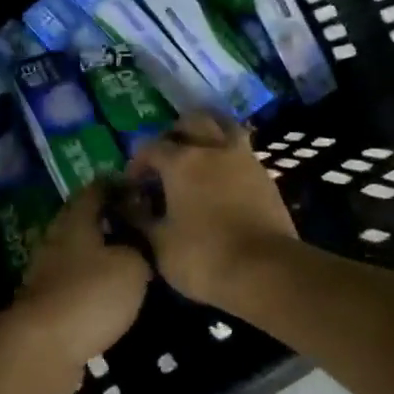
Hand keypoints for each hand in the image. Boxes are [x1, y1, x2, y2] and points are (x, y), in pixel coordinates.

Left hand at [5, 184, 150, 393]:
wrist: (44, 347)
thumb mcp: (132, 266)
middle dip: (108, 219)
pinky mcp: (46, 302)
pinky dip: (91, 281)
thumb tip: (138, 242)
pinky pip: (73, 281)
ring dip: (100, 252)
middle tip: (139, 225)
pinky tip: (110, 291)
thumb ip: (139, 248)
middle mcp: (56, 239)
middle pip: (82, 219)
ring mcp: (46, 272)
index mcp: (75, 221)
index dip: (117, 185)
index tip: (140, 188)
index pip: (95, 189)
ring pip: (77, 251)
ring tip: (130, 259)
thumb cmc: (91, 294)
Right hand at [124, 114, 297, 306]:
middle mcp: (213, 150)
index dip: (138, 162)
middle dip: (175, 133)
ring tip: (199, 155)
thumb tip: (127, 205)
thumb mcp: (159, 244)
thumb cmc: (203, 256)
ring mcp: (244, 160)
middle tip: (167, 156)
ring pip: (225, 127)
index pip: (151, 147)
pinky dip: (228, 156)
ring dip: (209, 134)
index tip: (133, 183)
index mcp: (181, 162)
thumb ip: (140, 219)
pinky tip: (222, 177)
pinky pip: (243, 152)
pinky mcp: (266, 177)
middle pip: (193, 121)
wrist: (266, 271)